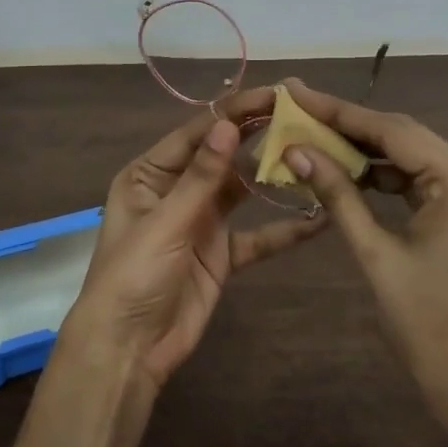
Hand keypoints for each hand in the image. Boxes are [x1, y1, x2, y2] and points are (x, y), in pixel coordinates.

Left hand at [60, 88, 328, 399]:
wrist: (128, 351)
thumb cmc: (133, 276)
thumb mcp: (165, 222)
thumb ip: (201, 177)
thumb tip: (229, 124)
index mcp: (151, 174)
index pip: (197, 133)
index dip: (234, 113)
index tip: (274, 95)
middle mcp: (177, 190)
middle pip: (223, 156)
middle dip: (259, 137)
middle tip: (304, 117)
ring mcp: (202, 222)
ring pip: (244, 190)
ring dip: (275, 176)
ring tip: (316, 155)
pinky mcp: (222, 254)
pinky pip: (258, 236)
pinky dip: (285, 228)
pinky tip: (319, 218)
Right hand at [279, 78, 447, 443]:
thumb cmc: (427, 327)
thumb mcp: (376, 255)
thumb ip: (337, 195)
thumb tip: (296, 150)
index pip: (394, 132)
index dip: (340, 111)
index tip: (298, 91)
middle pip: (406, 138)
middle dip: (351, 126)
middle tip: (301, 108)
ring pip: (415, 158)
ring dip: (367, 151)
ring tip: (316, 137)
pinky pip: (425, 182)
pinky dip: (388, 177)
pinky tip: (350, 173)